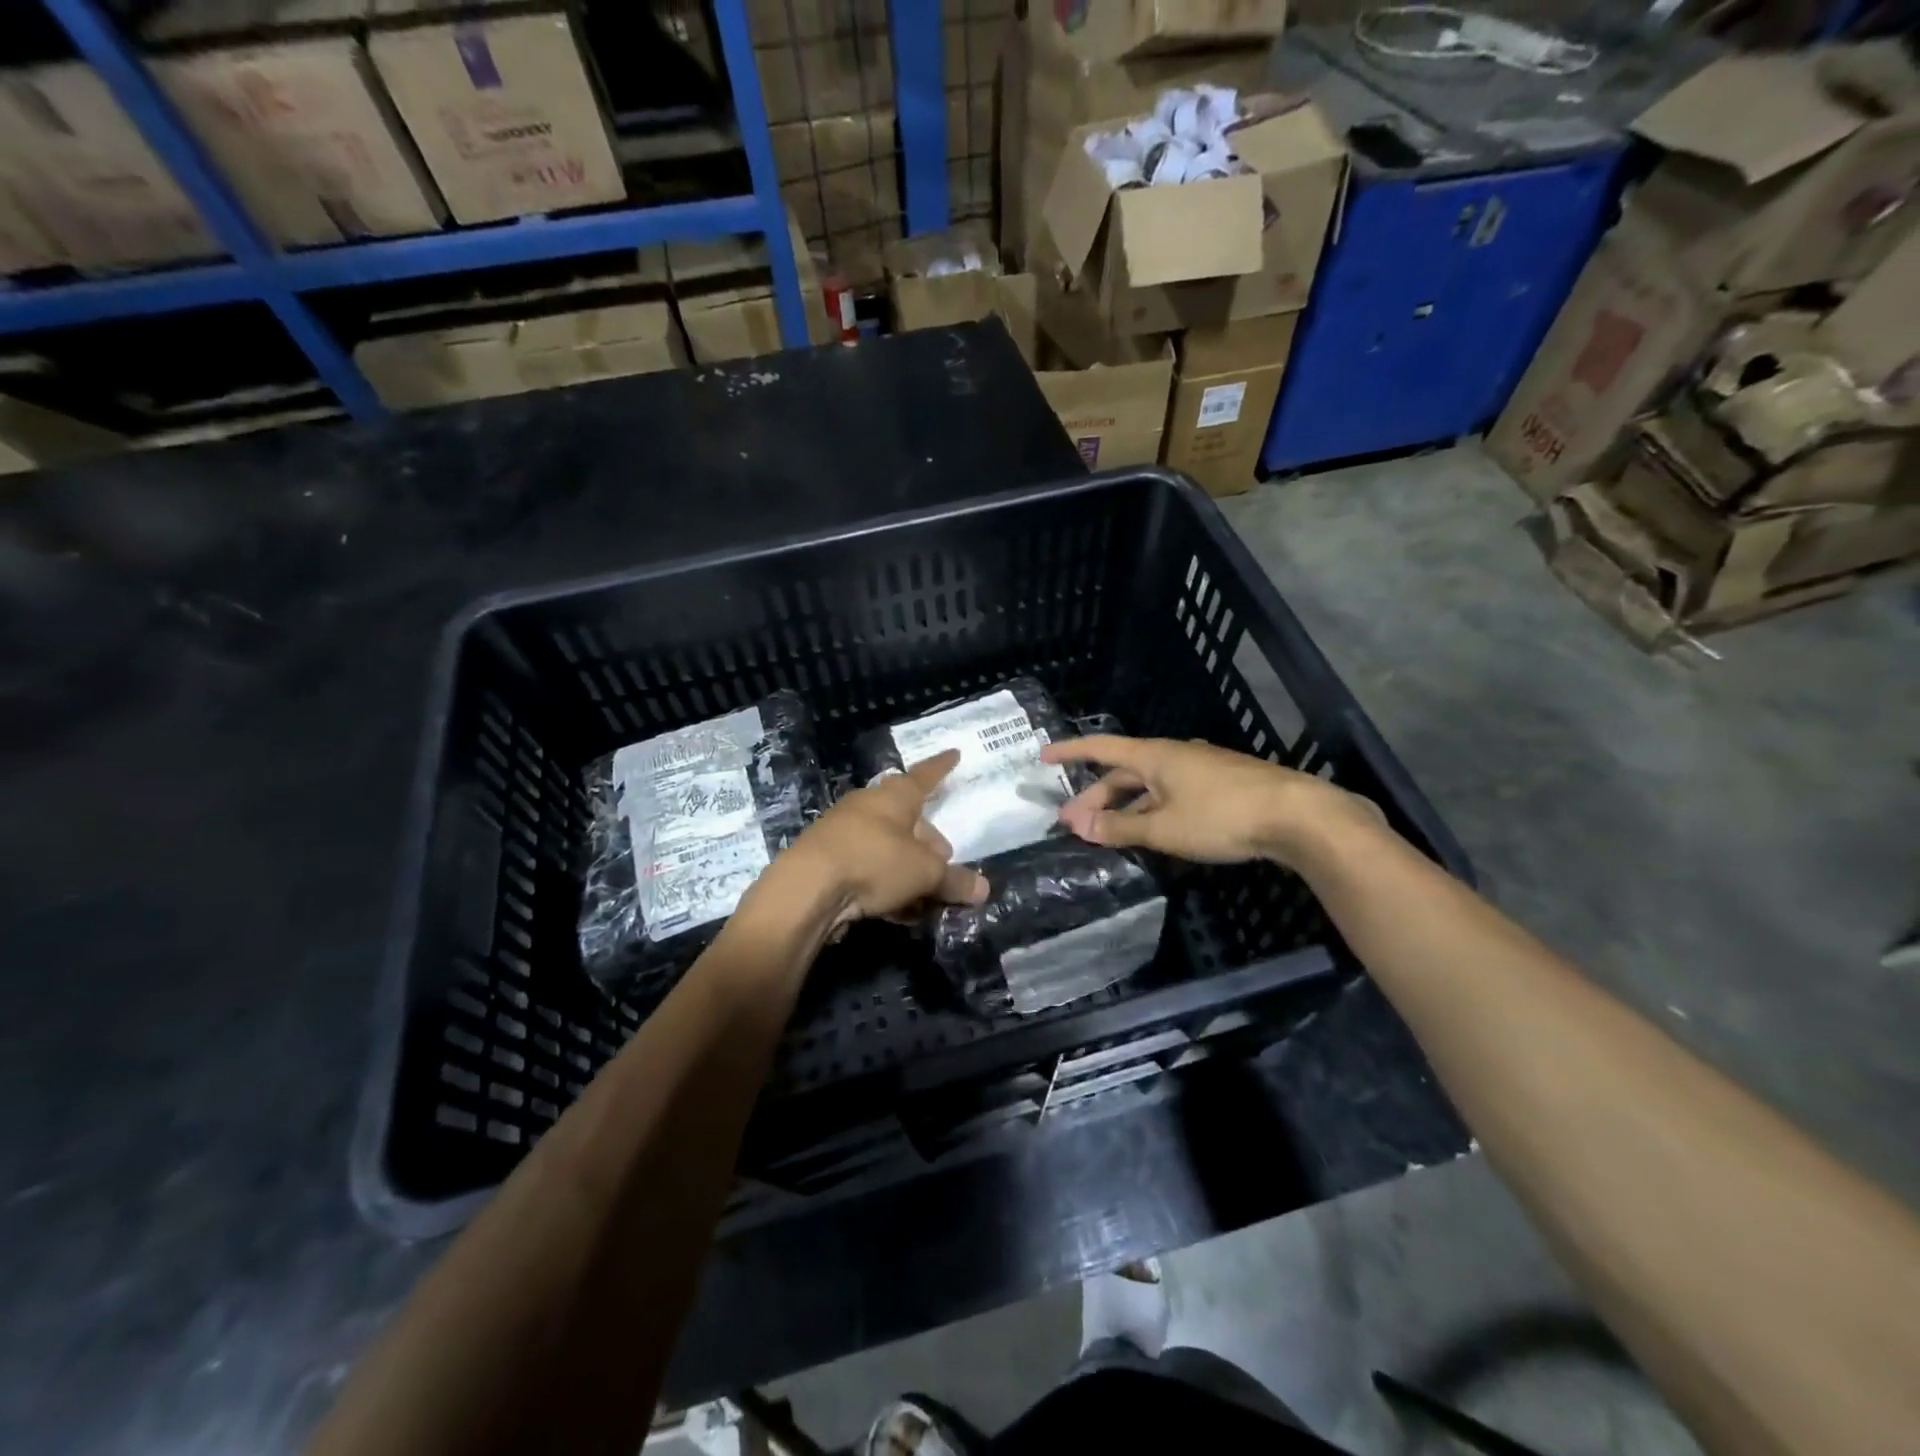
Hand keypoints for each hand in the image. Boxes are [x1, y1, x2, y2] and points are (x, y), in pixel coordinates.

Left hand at [775, 750, 988, 928]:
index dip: (942, 768)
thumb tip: (982, 889)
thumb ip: (954, 880)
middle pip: (907, 818)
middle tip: (944, 863)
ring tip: (923, 895)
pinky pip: (868, 867)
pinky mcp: (827, 859)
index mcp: (895, 796)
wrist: (806, 888)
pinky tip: (895, 909)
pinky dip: (885, 883)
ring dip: (907, 868)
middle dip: (928, 840)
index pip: (925, 776)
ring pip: (887, 846)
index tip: (954, 754)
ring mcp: (843, 831)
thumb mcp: (924, 874)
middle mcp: (868, 806)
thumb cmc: (874, 863)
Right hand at [1040, 735, 1380, 866]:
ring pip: (1148, 786)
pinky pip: (1170, 794)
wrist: (1298, 816)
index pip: (1100, 748)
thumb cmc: (1221, 816)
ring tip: (1106, 833)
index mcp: (1154, 756)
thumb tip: (1078, 827)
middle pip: (1123, 773)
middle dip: (1094, 796)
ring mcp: (1199, 770)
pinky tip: (1150, 831)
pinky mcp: (1219, 786)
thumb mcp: (1163, 828)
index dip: (1070, 752)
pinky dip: (1150, 810)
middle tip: (1072, 823)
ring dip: (1123, 807)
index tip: (1043, 757)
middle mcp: (1173, 756)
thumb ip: (1119, 828)